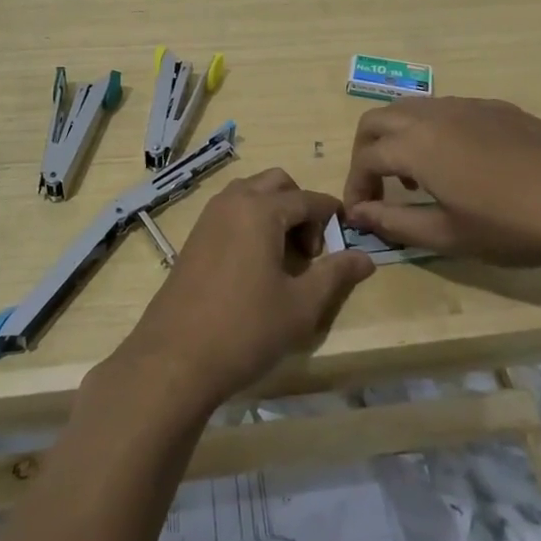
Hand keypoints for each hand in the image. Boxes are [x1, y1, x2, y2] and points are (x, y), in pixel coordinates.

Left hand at [110, 170, 373, 411]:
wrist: (175, 357)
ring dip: (275, 212)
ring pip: (252, 193)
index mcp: (261, 209)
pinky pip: (232, 210)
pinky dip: (252, 222)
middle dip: (301, 208)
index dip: (332, 216)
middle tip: (310, 253)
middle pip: (278, 183)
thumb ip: (335, 275)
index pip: (308, 198)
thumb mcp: (301, 306)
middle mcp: (233, 200)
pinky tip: (256, 266)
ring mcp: (209, 216)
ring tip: (285, 259)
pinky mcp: (195, 235)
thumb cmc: (245, 329)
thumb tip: (365, 258)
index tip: (345, 242)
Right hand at [341, 97, 540, 270]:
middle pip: (377, 120)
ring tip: (416, 177)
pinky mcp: (495, 106)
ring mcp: (466, 105)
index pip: (365, 157)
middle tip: (378, 188)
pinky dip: (431, 130)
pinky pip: (445, 109)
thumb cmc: (511, 227)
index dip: (356, 185)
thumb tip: (358, 214)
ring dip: (398, 137)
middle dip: (366, 151)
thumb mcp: (447, 235)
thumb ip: (395, 223)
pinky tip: (458, 163)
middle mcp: (432, 114)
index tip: (361, 213)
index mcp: (415, 145)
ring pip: (411, 108)